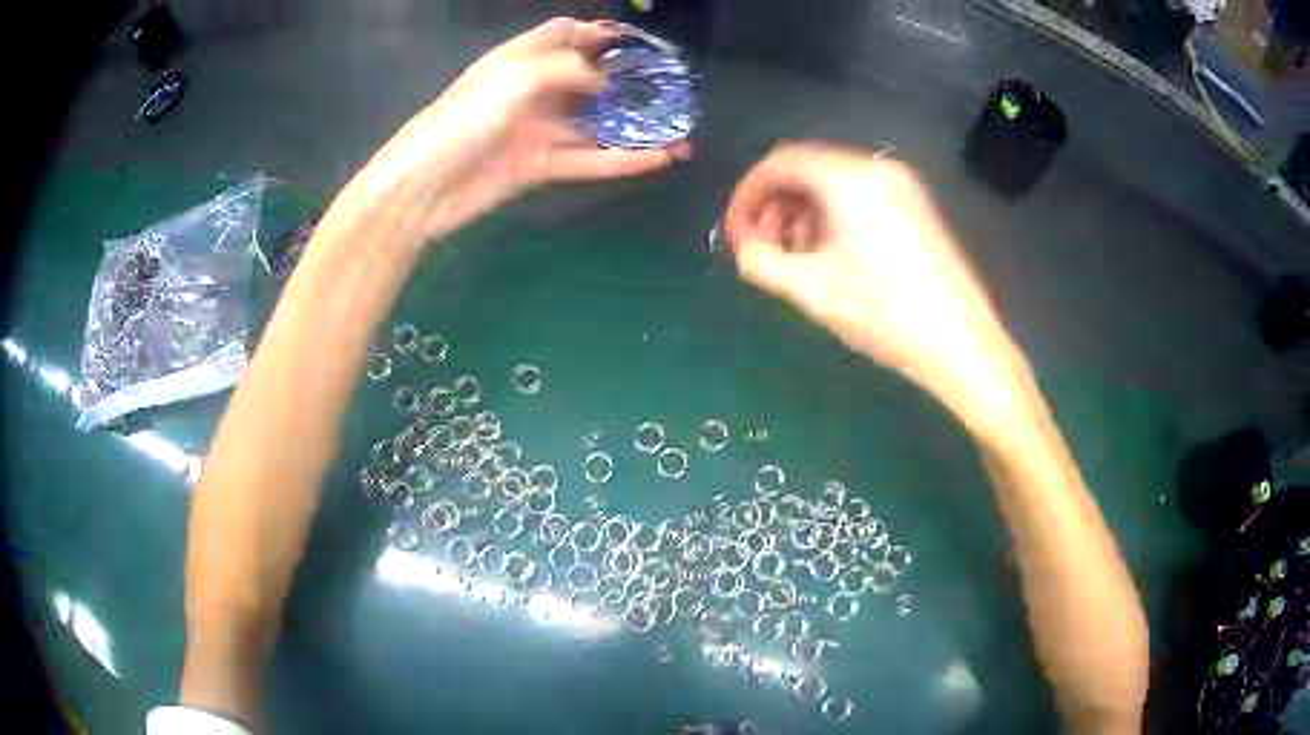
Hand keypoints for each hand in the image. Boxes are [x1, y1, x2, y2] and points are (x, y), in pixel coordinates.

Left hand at [357, 18, 690, 241]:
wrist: (423, 189)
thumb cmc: (463, 120)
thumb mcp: (515, 78)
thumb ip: (568, 69)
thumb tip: (608, 80)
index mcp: (518, 58)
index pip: (565, 35)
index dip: (601, 34)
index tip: (642, 41)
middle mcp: (531, 89)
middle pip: (588, 78)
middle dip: (629, 80)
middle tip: (673, 88)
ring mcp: (537, 129)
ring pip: (594, 123)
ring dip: (634, 126)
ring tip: (680, 129)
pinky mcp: (539, 167)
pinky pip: (587, 160)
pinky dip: (621, 160)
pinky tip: (659, 158)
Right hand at [724, 142, 1026, 420]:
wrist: (962, 345)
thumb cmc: (885, 315)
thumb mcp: (812, 291)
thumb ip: (761, 261)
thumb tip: (745, 246)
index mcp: (849, 179)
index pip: (780, 162)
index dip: (748, 195)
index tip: (736, 234)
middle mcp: (876, 168)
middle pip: (807, 169)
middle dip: (775, 206)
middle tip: (762, 250)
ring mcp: (902, 186)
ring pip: (833, 183)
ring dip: (802, 214)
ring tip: (795, 260)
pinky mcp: (915, 206)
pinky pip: (859, 196)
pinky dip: (832, 217)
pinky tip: (830, 256)